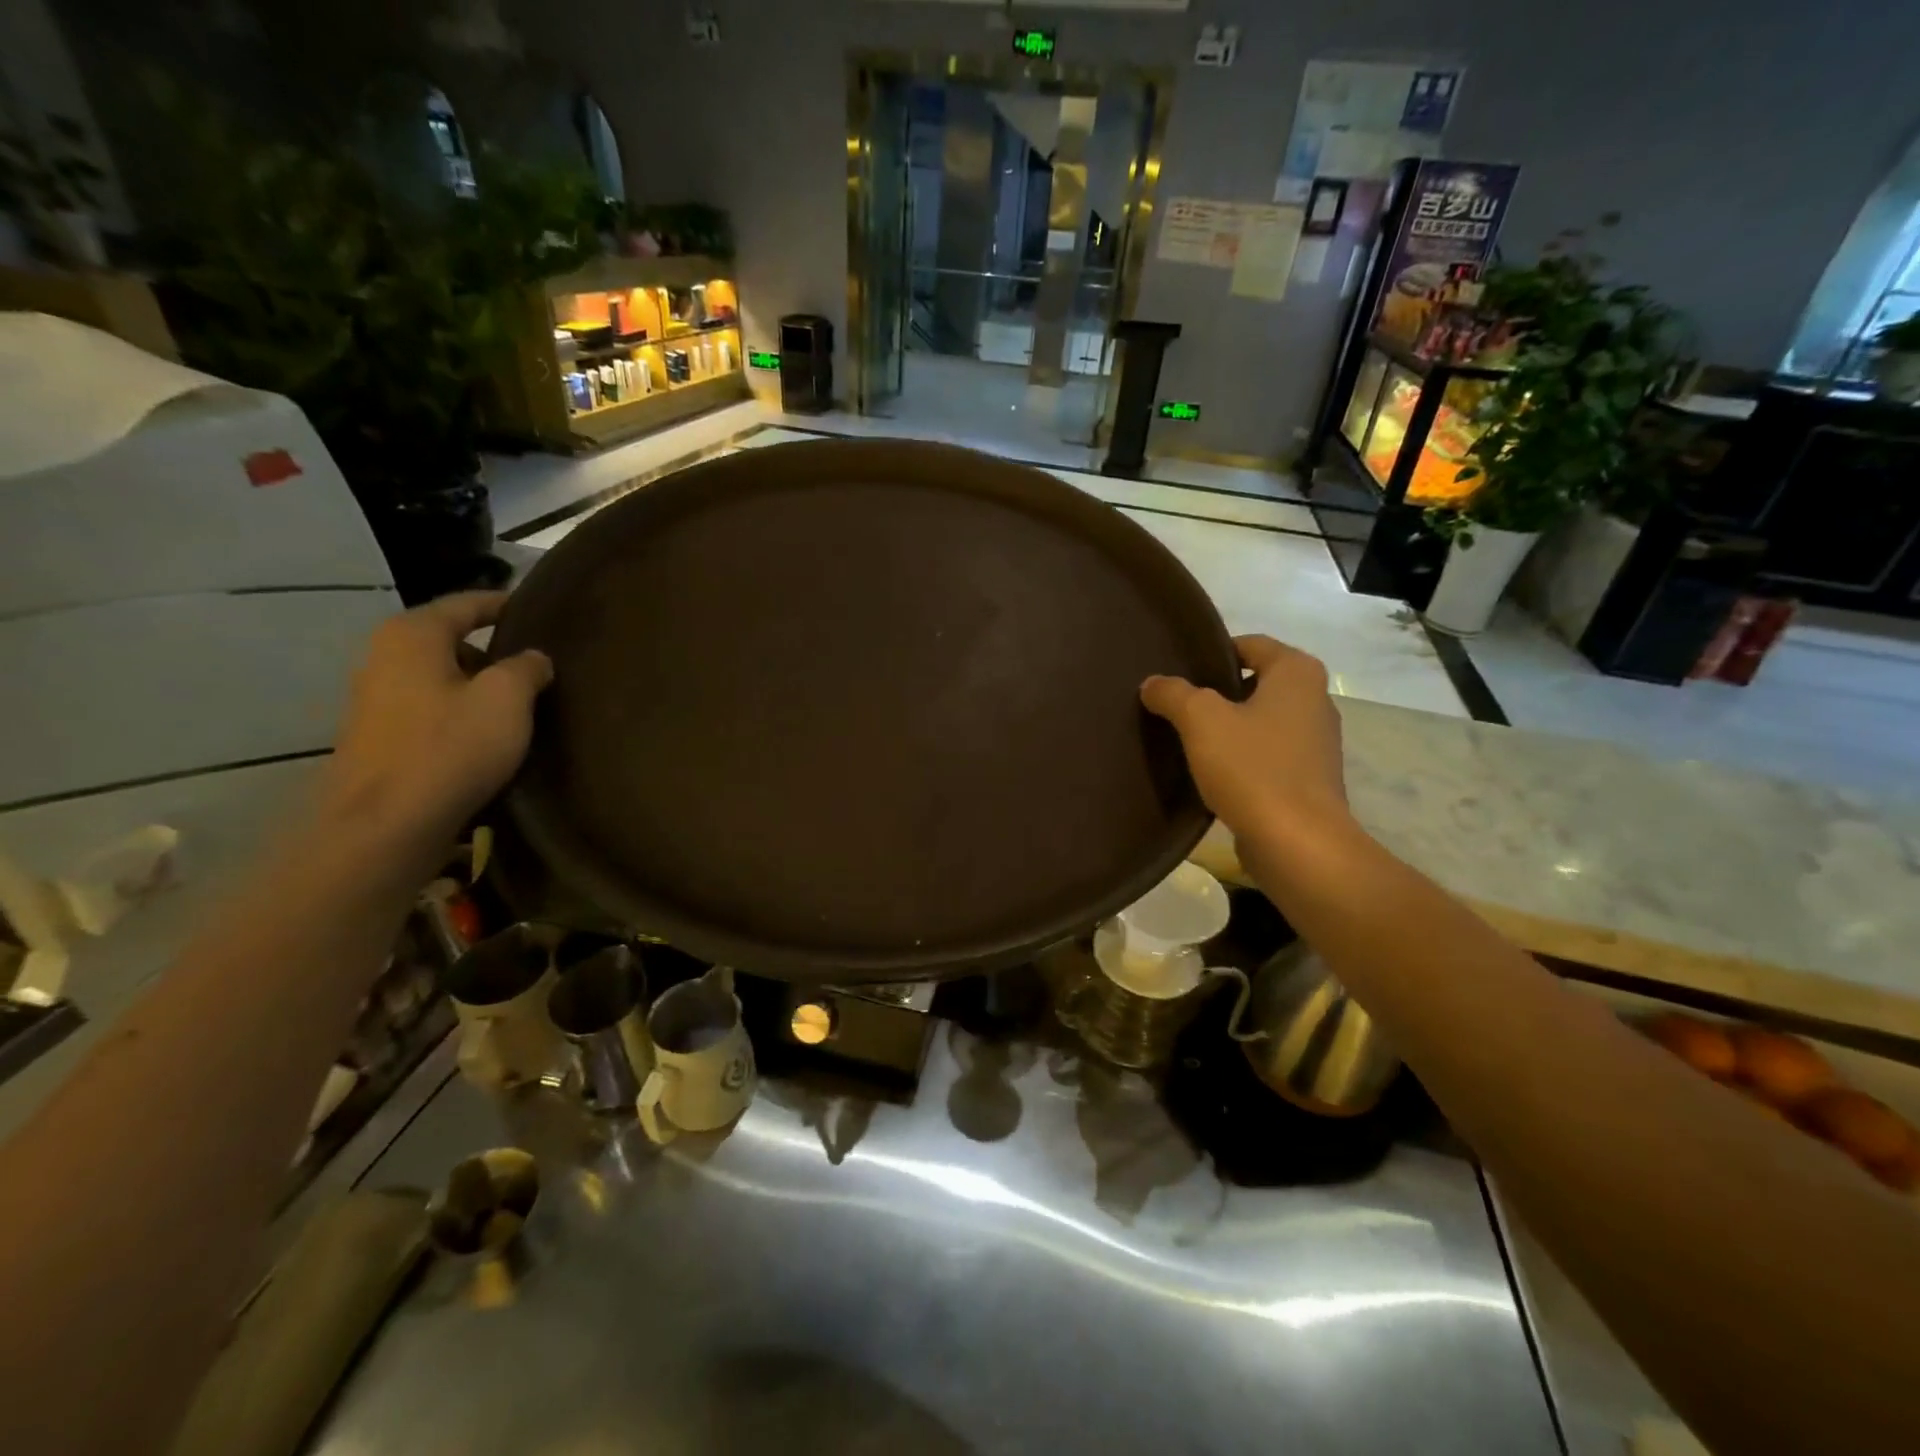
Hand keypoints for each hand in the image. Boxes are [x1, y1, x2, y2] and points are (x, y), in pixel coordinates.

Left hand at [322, 592, 552, 848]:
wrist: (386, 825)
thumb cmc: (451, 747)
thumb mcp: (507, 698)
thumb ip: (526, 667)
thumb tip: (533, 658)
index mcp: (412, 635)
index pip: (466, 603)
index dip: (504, 604)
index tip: (538, 609)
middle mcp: (384, 657)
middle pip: (450, 640)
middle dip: (493, 649)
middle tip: (538, 663)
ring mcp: (375, 699)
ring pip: (440, 677)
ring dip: (478, 685)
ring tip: (521, 702)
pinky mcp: (379, 738)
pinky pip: (430, 709)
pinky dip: (460, 712)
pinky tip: (489, 735)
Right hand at [1141, 634, 1349, 839]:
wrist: (1297, 843)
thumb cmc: (1253, 768)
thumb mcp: (1200, 720)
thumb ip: (1173, 694)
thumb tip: (1153, 683)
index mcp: (1298, 674)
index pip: (1250, 644)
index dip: (1212, 653)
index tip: (1178, 671)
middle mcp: (1315, 700)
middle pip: (1255, 683)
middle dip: (1217, 692)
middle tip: (1176, 704)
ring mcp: (1315, 743)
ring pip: (1260, 721)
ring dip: (1228, 728)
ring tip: (1187, 739)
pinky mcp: (1308, 780)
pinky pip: (1267, 755)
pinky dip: (1241, 758)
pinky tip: (1211, 773)